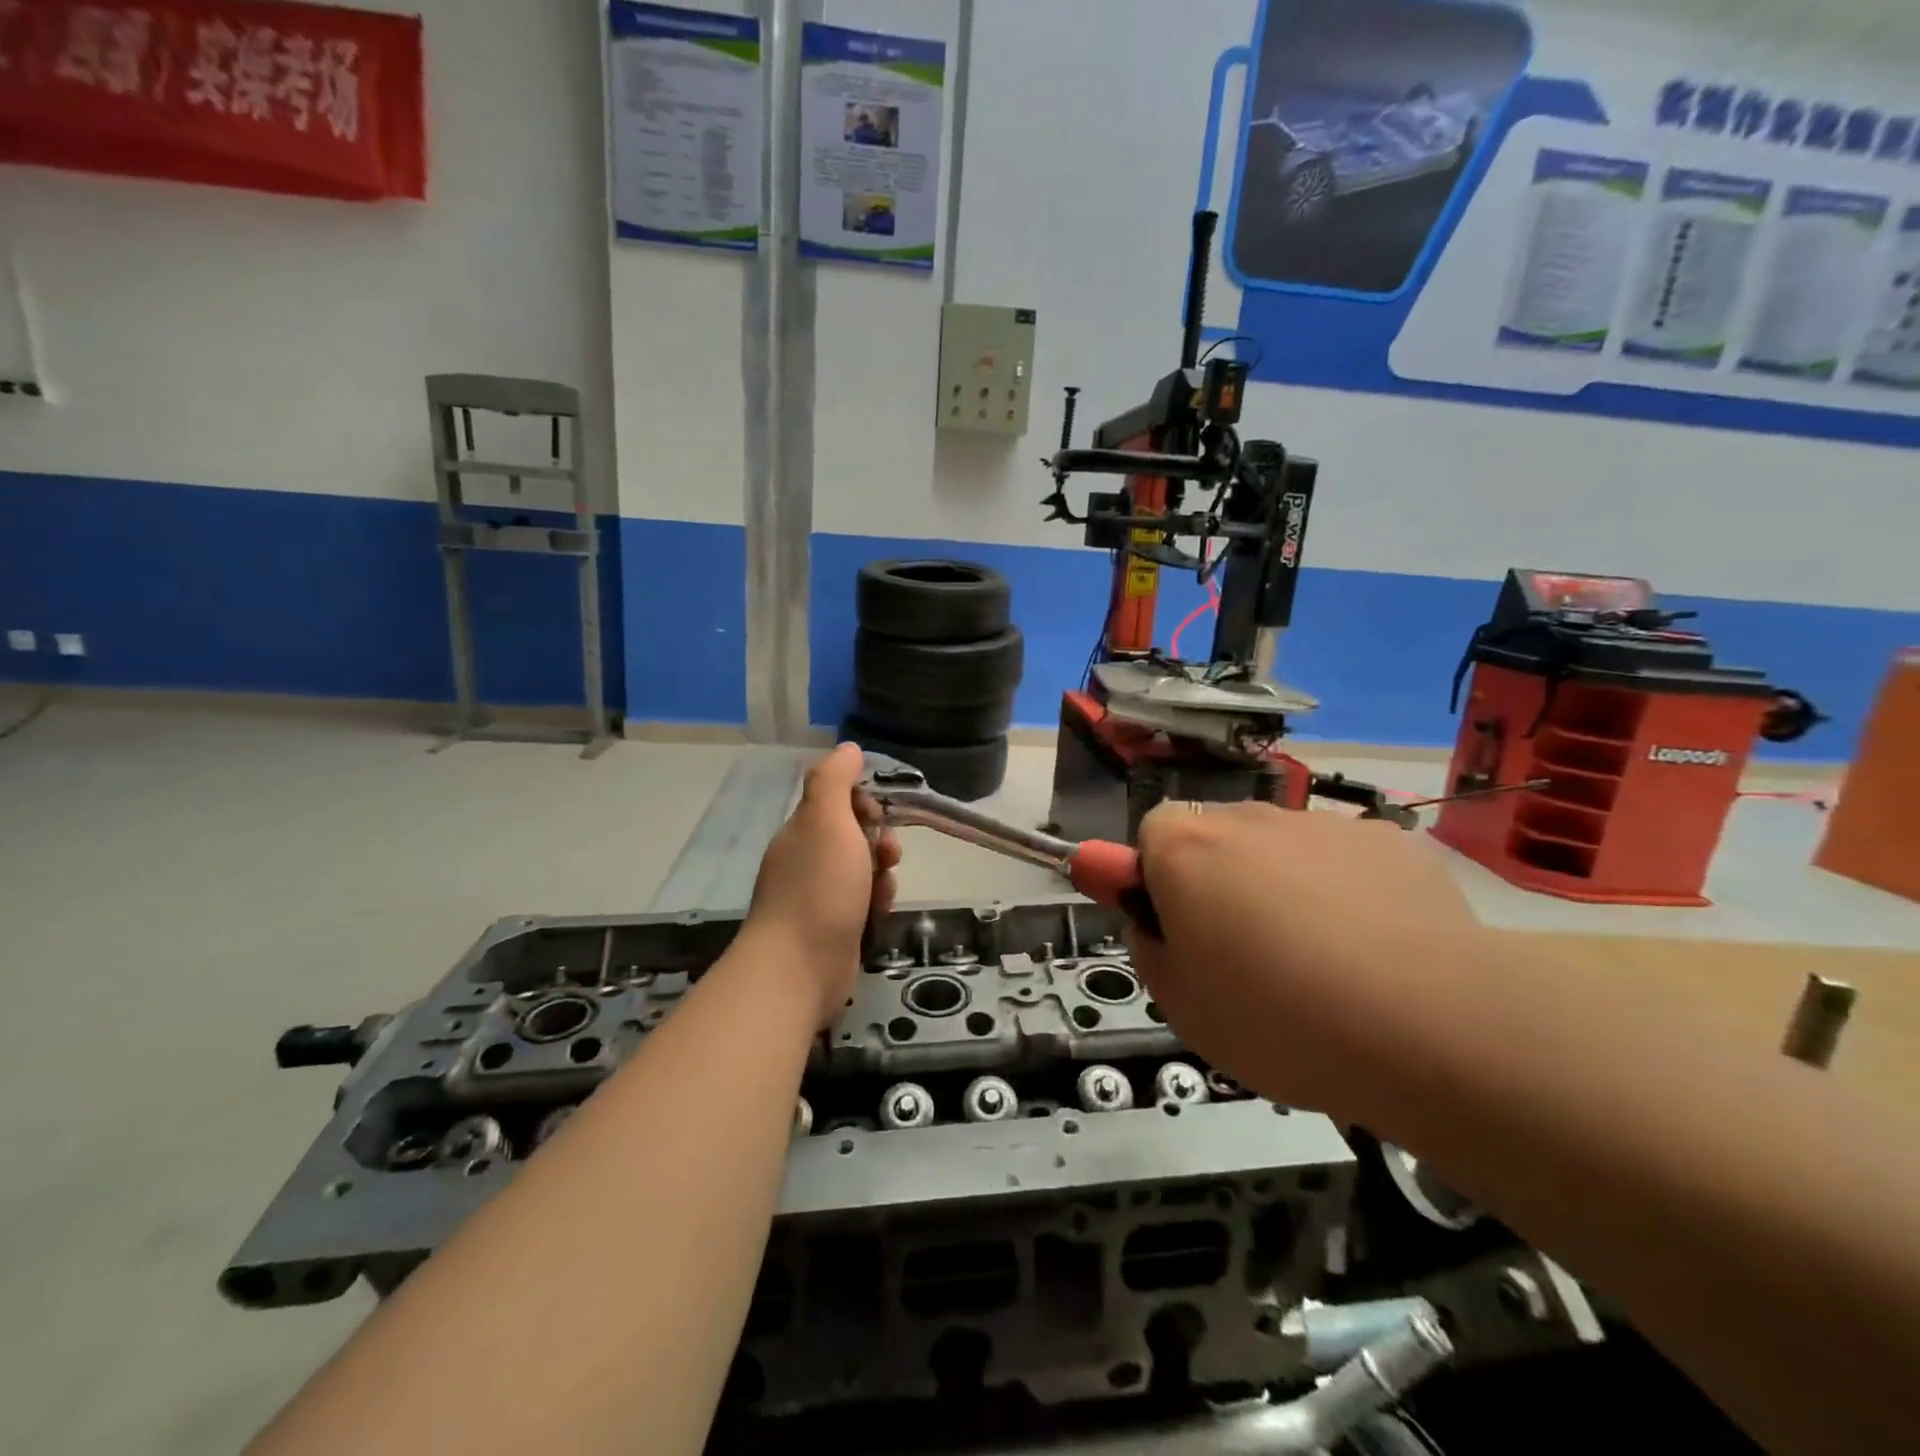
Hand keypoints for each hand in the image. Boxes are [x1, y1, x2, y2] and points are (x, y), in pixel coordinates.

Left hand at [745, 743, 900, 1026]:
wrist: (800, 967)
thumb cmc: (819, 887)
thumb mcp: (826, 819)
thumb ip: (834, 779)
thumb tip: (848, 748)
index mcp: (802, 831)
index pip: (836, 801)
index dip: (863, 803)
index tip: (874, 816)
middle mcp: (806, 860)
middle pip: (854, 836)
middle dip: (879, 841)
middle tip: (886, 855)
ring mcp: (818, 897)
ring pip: (863, 871)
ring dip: (881, 875)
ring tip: (882, 891)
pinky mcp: (833, 929)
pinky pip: (863, 903)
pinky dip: (875, 904)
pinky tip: (879, 914)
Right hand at [1126, 801, 1484, 1122]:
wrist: (1431, 1026)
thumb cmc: (1276, 1018)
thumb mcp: (1179, 1002)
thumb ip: (1145, 939)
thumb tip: (1139, 904)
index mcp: (1186, 847)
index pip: (1152, 832)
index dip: (1158, 879)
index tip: (1180, 931)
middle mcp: (1250, 817)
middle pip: (1218, 836)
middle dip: (1220, 880)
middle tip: (1246, 955)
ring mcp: (1325, 823)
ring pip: (1283, 849)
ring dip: (1284, 886)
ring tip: (1321, 965)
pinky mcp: (1391, 842)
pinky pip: (1346, 861)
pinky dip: (1348, 893)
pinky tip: (1377, 953)